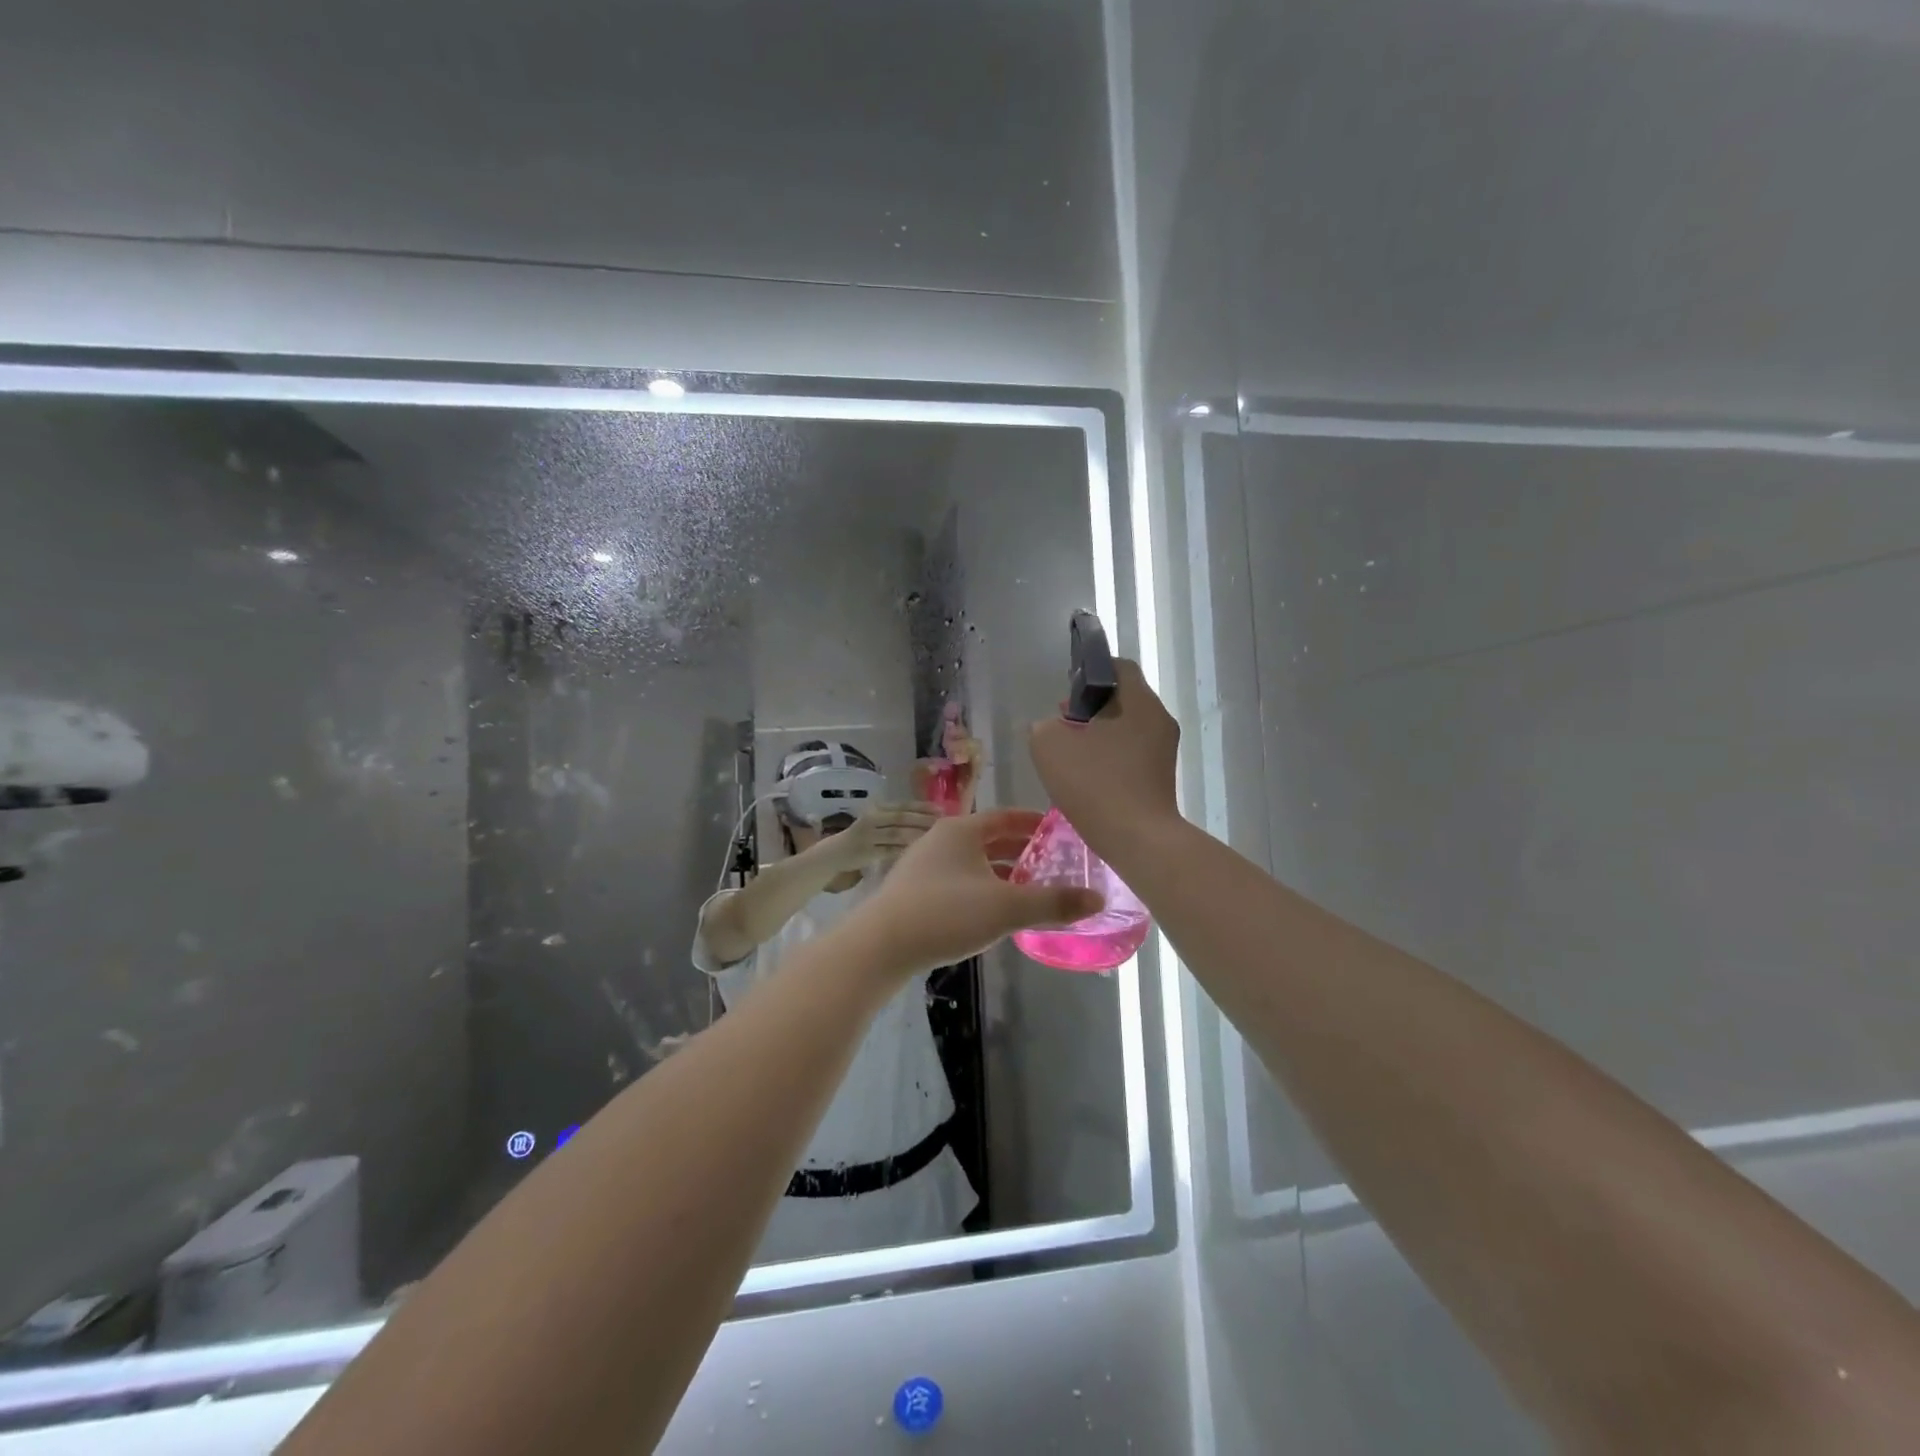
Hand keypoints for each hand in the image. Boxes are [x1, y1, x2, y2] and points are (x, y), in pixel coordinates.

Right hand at [818, 802, 941, 870]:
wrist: (834, 853)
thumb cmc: (862, 838)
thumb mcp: (876, 822)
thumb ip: (895, 820)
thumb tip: (927, 818)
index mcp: (876, 808)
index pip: (902, 805)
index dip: (922, 806)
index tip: (941, 809)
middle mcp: (872, 818)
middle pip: (901, 818)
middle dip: (923, 819)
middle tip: (943, 823)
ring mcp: (868, 835)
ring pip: (897, 834)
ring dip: (917, 835)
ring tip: (935, 837)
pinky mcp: (867, 852)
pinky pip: (890, 850)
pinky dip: (905, 850)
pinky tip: (919, 852)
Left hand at [848, 810, 1103, 978]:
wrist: (880, 945)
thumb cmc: (946, 914)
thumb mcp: (1007, 908)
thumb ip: (1053, 903)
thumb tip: (1098, 899)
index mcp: (962, 830)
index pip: (1008, 817)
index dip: (1036, 824)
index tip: (1063, 833)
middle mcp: (942, 839)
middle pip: (991, 839)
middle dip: (1024, 851)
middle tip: (1056, 865)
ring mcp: (925, 865)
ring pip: (975, 863)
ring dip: (1004, 873)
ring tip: (1033, 890)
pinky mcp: (915, 891)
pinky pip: (960, 881)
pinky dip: (984, 888)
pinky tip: (996, 912)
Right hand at [1028, 659, 1181, 860]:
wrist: (1137, 839)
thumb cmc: (1095, 784)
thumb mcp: (1049, 746)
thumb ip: (1045, 727)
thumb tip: (1053, 727)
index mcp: (1139, 701)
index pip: (1118, 667)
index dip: (1090, 671)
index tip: (1066, 692)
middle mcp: (1159, 719)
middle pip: (1123, 699)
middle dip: (1091, 707)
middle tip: (1062, 725)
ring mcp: (1164, 750)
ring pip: (1127, 728)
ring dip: (1099, 734)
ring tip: (1071, 755)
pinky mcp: (1162, 777)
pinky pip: (1132, 754)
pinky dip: (1110, 757)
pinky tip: (1088, 778)